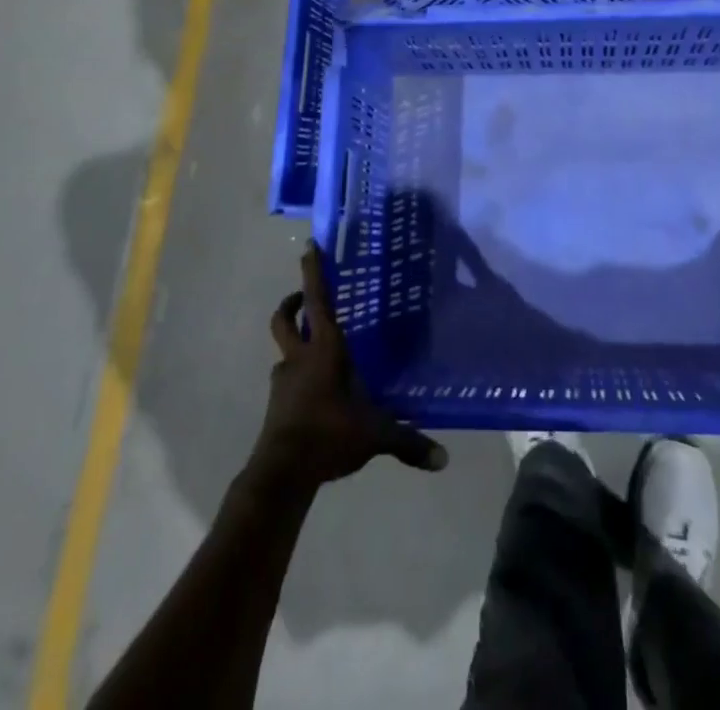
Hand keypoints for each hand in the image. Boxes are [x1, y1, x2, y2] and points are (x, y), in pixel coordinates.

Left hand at [250, 245, 447, 491]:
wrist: (282, 473)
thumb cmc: (329, 434)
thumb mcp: (374, 435)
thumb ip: (408, 442)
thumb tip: (443, 460)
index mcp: (325, 349)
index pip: (317, 299)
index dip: (312, 271)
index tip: (309, 245)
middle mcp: (300, 357)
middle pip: (284, 318)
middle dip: (291, 302)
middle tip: (301, 296)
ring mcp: (283, 380)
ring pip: (283, 349)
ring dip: (294, 342)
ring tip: (314, 350)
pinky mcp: (276, 404)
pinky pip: (285, 379)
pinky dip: (295, 376)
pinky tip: (312, 392)